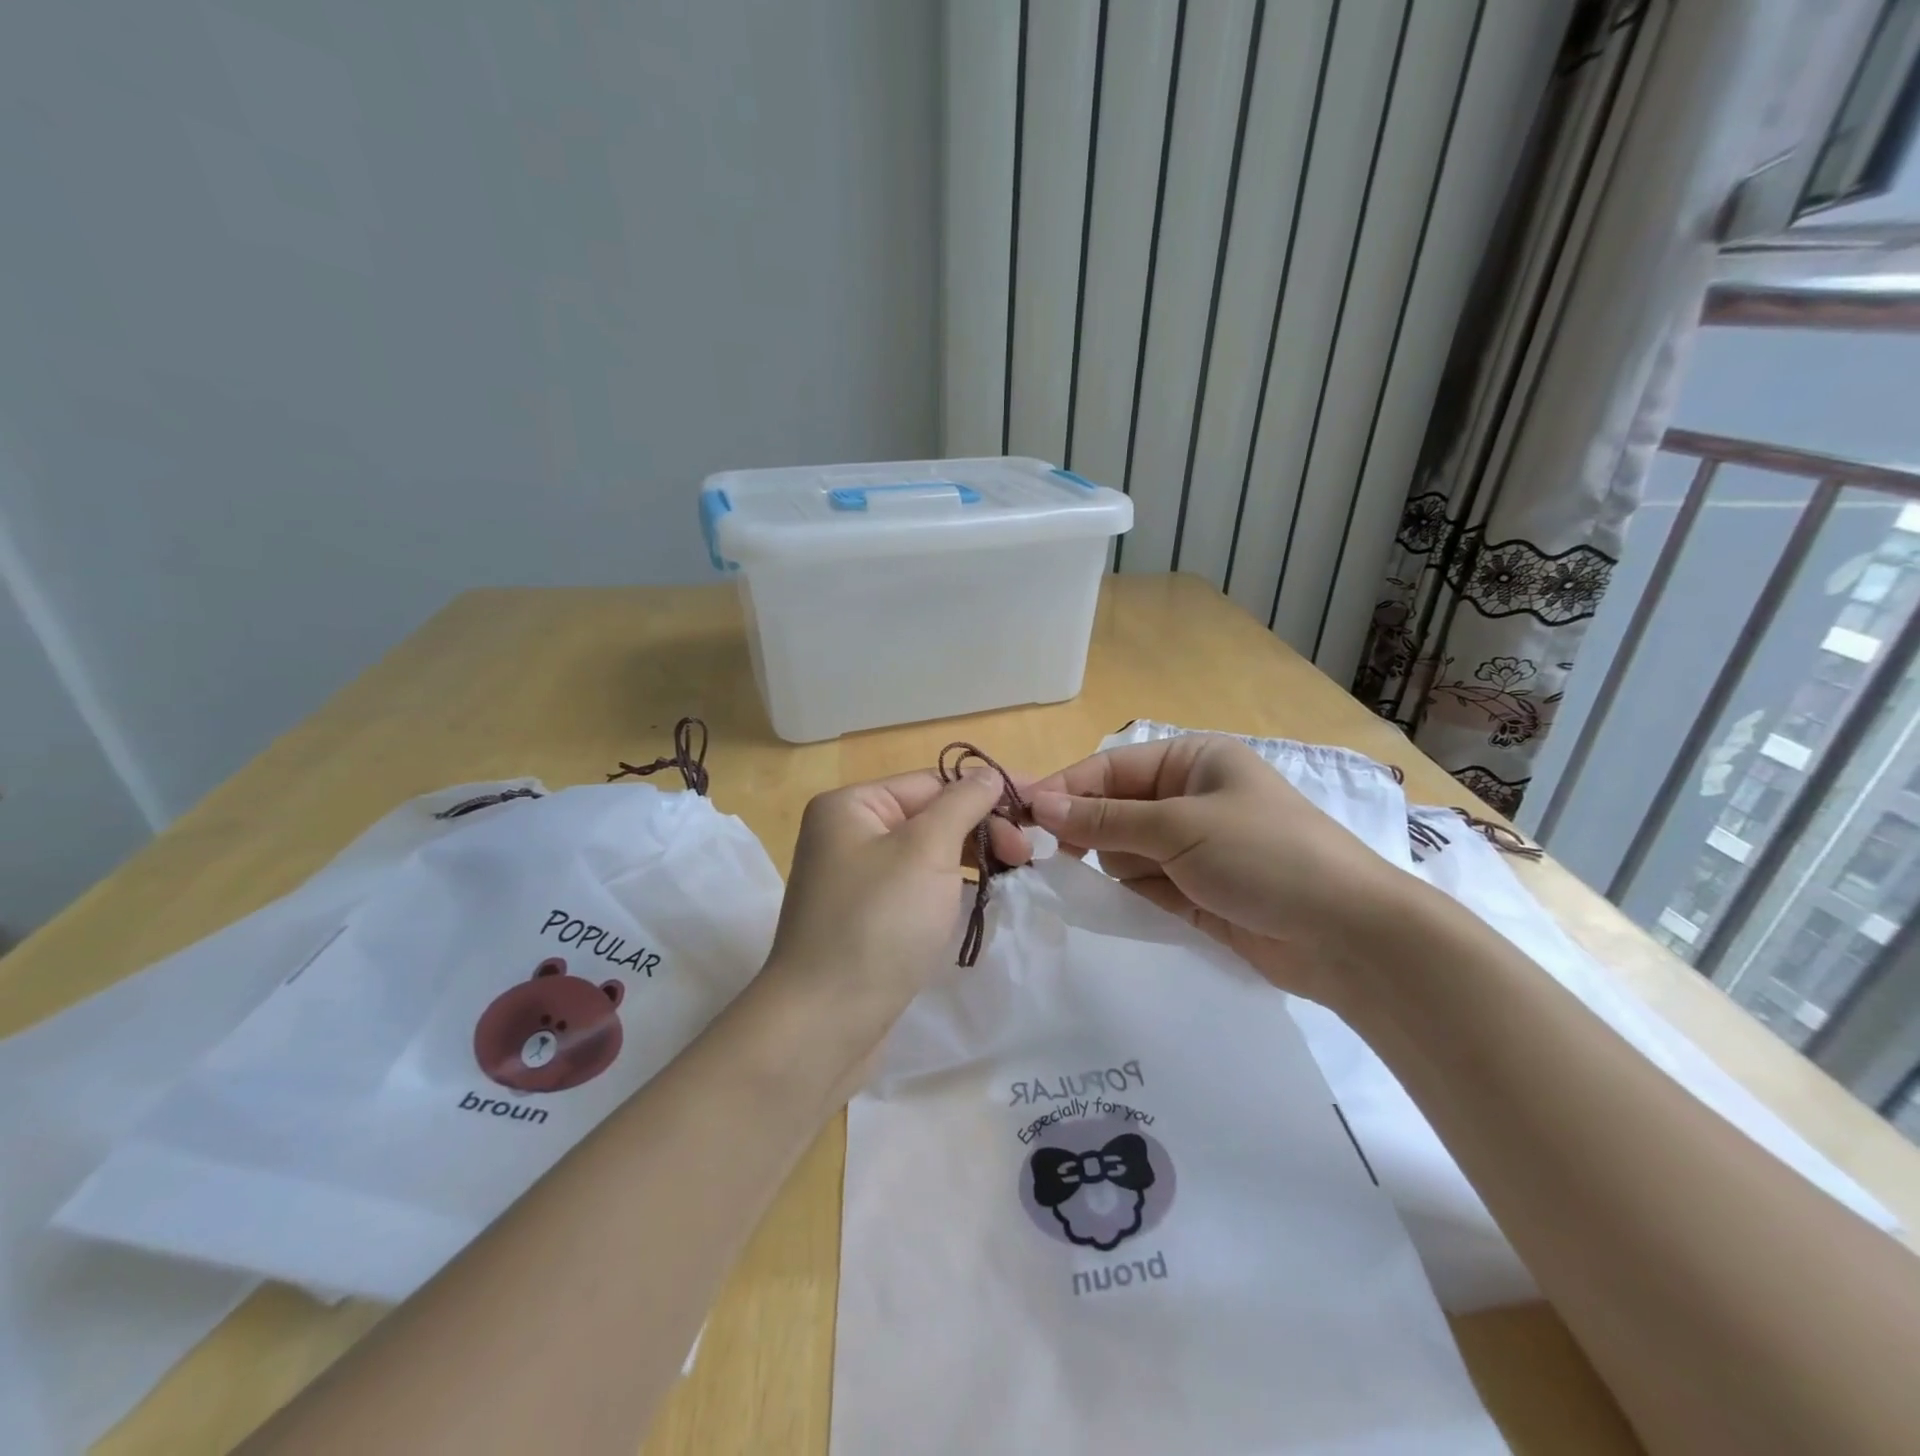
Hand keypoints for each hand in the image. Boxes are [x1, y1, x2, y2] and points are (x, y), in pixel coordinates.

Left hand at [765, 769, 1030, 1072]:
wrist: (824, 1025)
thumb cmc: (877, 924)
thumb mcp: (925, 851)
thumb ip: (962, 804)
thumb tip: (988, 775)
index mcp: (851, 806)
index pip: (932, 783)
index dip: (989, 791)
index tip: (1040, 809)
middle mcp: (847, 835)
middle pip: (929, 816)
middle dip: (982, 828)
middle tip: (1027, 856)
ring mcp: (855, 880)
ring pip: (927, 854)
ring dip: (972, 859)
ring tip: (1014, 876)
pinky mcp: (866, 919)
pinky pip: (917, 888)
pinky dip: (950, 889)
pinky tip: (980, 900)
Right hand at [1027, 734, 1413, 1004]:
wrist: (1348, 937)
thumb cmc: (1264, 856)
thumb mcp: (1179, 827)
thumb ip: (1104, 819)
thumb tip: (1039, 804)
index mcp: (1193, 761)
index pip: (1111, 768)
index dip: (1067, 789)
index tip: (1023, 815)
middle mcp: (1190, 797)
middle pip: (1113, 809)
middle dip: (1089, 831)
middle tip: (1053, 856)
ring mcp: (1193, 847)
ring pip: (1123, 850)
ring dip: (1116, 866)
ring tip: (1138, 883)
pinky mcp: (1194, 891)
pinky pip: (1143, 885)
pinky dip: (1131, 894)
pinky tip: (1135, 903)